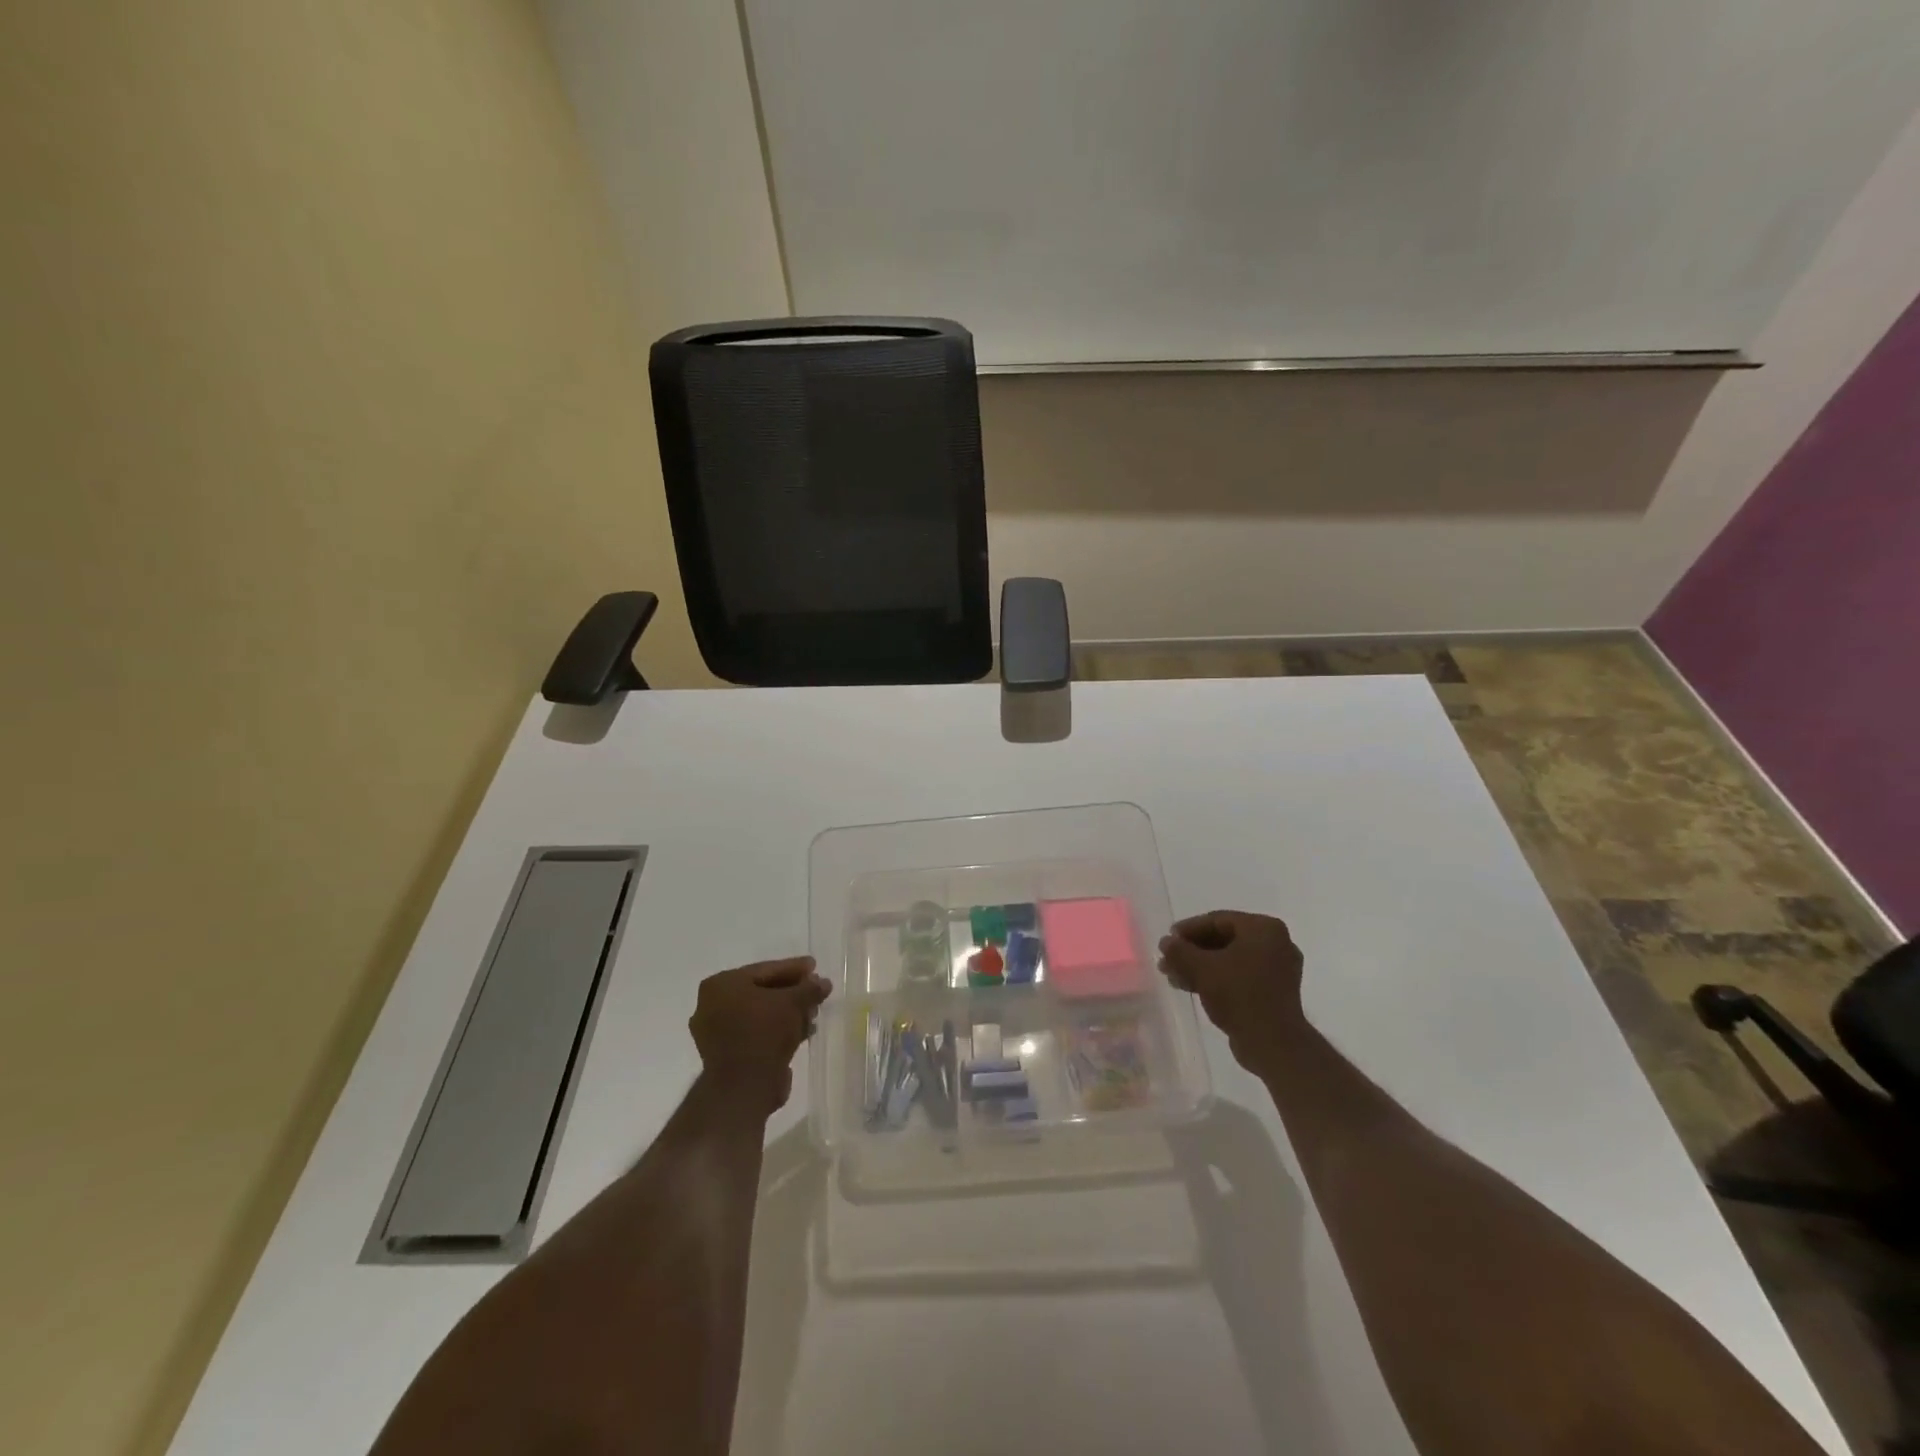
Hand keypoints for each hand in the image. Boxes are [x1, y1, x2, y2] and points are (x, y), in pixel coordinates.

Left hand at [689, 957, 831, 1111]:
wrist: (744, 1087)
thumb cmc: (764, 1032)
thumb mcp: (793, 1003)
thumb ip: (809, 988)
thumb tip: (823, 982)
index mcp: (721, 985)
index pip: (765, 970)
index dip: (794, 968)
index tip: (814, 966)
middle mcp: (712, 1006)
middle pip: (762, 991)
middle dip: (792, 992)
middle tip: (816, 990)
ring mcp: (716, 1033)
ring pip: (760, 1014)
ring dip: (788, 1013)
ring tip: (813, 1012)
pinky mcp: (727, 1056)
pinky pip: (757, 1033)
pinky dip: (778, 1030)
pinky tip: (803, 1031)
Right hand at [1158, 911, 1305, 1071]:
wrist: (1273, 1044)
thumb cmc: (1239, 995)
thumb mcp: (1202, 969)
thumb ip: (1180, 951)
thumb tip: (1166, 942)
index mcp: (1264, 928)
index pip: (1218, 920)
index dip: (1188, 929)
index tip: (1167, 940)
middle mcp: (1275, 943)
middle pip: (1224, 939)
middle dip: (1192, 951)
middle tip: (1167, 960)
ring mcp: (1277, 969)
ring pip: (1229, 959)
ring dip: (1200, 966)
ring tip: (1172, 976)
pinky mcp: (1273, 992)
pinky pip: (1239, 976)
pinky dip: (1216, 978)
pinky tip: (1190, 987)